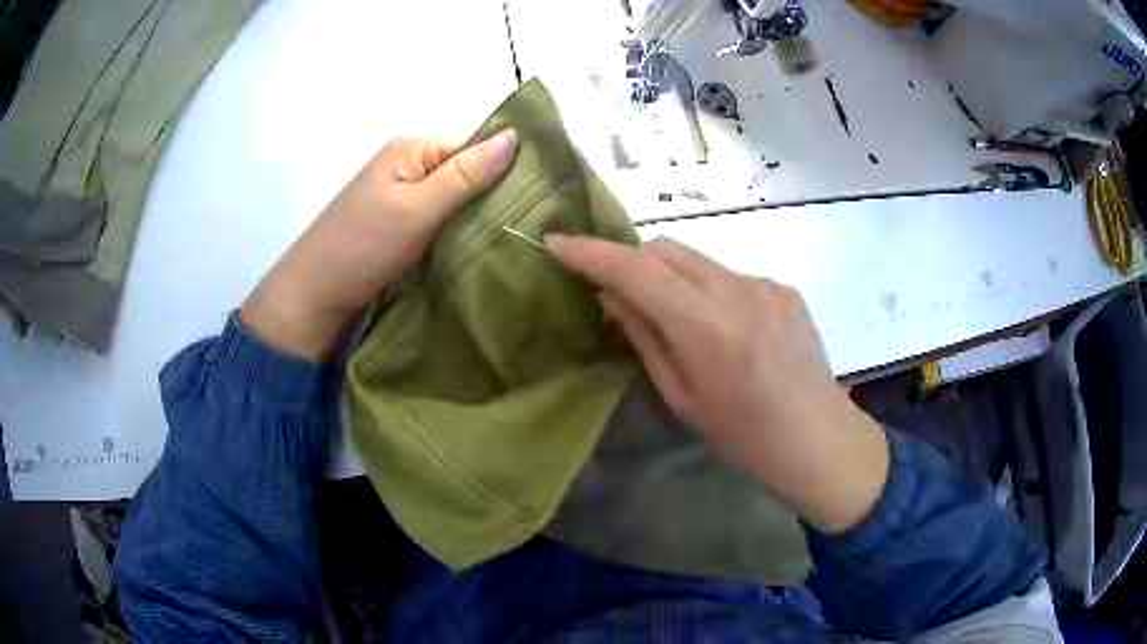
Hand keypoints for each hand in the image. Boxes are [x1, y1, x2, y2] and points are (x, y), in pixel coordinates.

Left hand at [241, 130, 517, 360]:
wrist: (312, 298)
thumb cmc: (362, 247)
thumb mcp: (418, 208)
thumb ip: (466, 175)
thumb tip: (515, 136)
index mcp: (410, 150)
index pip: (473, 150)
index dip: (502, 173)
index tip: (534, 204)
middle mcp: (405, 167)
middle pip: (463, 176)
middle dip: (489, 201)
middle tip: (523, 230)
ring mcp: (399, 199)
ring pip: (451, 204)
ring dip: (472, 222)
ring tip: (504, 244)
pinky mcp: (395, 228)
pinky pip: (436, 224)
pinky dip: (453, 237)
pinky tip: (473, 253)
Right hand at [546, 235, 888, 532]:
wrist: (818, 440)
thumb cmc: (744, 437)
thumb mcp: (682, 397)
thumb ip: (645, 336)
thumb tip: (611, 294)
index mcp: (707, 328)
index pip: (637, 270)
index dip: (592, 253)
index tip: (558, 241)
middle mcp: (738, 291)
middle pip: (666, 249)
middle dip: (631, 261)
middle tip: (618, 295)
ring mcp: (766, 284)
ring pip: (697, 259)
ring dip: (671, 276)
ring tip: (675, 318)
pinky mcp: (784, 287)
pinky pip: (729, 275)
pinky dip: (708, 289)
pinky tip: (722, 328)